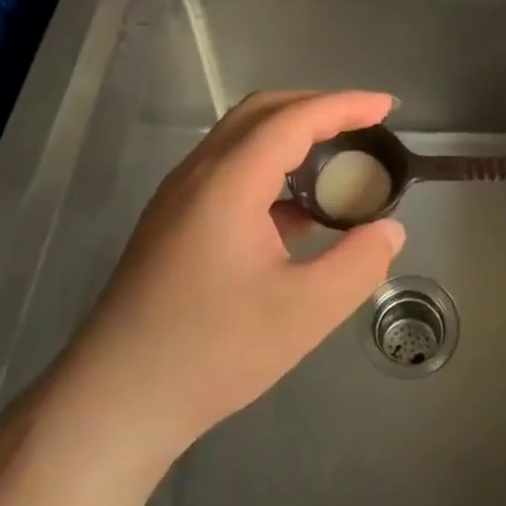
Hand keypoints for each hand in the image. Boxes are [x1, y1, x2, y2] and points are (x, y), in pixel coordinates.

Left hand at [69, 90, 406, 462]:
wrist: (115, 400)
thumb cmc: (211, 352)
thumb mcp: (303, 313)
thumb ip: (358, 264)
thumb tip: (390, 230)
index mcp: (228, 182)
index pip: (294, 118)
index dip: (345, 105)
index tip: (387, 107)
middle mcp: (198, 174)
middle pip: (263, 112)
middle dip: (318, 108)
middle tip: (365, 126)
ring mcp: (179, 197)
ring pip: (242, 139)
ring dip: (292, 136)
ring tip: (338, 162)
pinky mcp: (173, 222)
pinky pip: (229, 170)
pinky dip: (271, 169)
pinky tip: (298, 213)